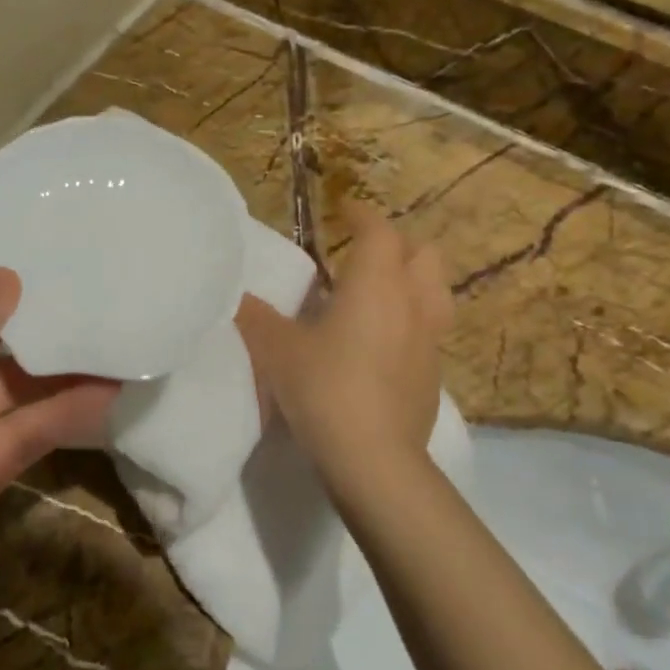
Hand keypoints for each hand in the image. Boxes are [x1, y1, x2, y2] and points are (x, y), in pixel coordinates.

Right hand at [236, 202, 452, 492]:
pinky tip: (382, 344)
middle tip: (363, 254)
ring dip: (413, 281)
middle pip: (424, 254)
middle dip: (397, 245)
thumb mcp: (276, 350)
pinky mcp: (434, 375)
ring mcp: (430, 341)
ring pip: (436, 292)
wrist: (375, 461)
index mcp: (375, 285)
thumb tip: (234, 295)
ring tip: (381, 293)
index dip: (362, 214)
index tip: (343, 208)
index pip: (379, 231)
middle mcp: (412, 303)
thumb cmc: (325, 389)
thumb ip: (255, 316)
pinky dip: (411, 321)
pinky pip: (430, 331)